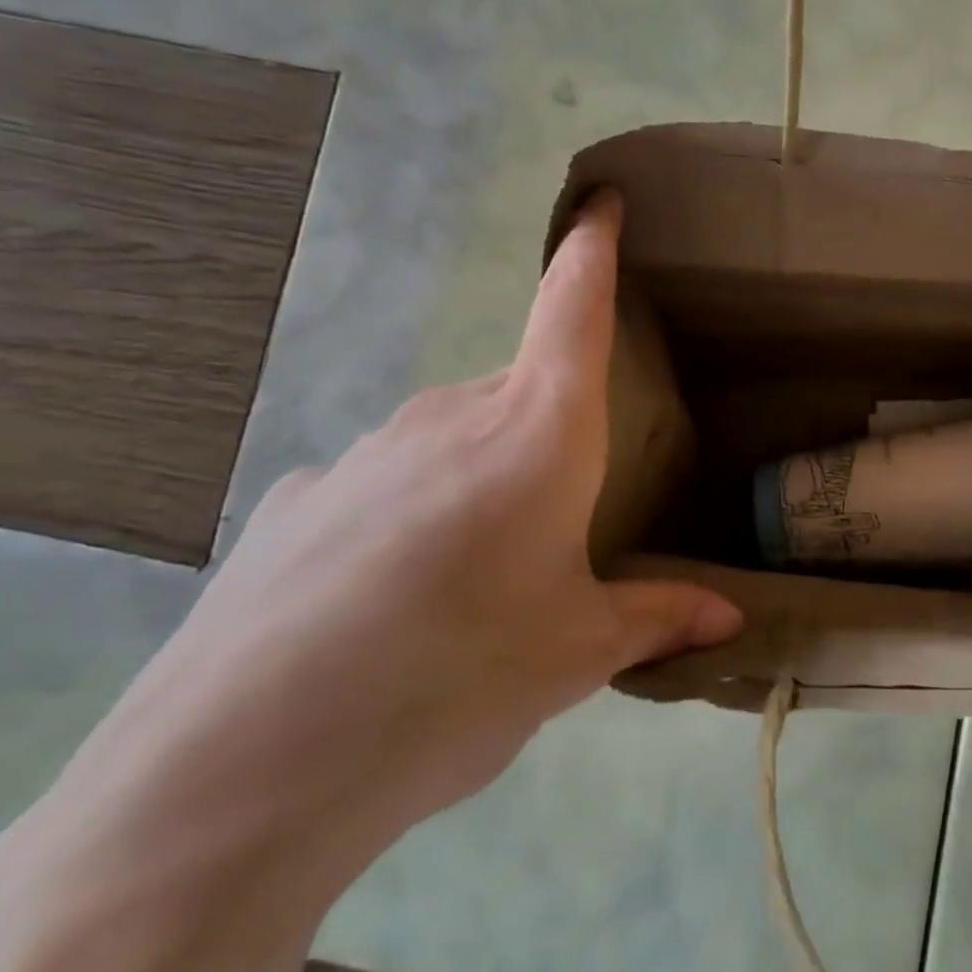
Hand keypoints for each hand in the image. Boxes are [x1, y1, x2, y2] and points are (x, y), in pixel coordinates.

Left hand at [17, 190, 741, 872]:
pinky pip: (386, 488)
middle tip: (562, 528)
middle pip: (521, 396)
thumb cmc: (455, 680)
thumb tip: (730, 617)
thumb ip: (656, 618)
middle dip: (552, 439)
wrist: (242, 771)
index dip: (590, 249)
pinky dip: (411, 521)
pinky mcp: (298, 502)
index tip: (600, 200)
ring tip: (476, 586)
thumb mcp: (575, 654)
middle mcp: (448, 418)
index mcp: (536, 435)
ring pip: (453, 443)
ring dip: (483, 484)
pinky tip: (389, 604)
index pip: (572, 310)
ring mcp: (362, 454)